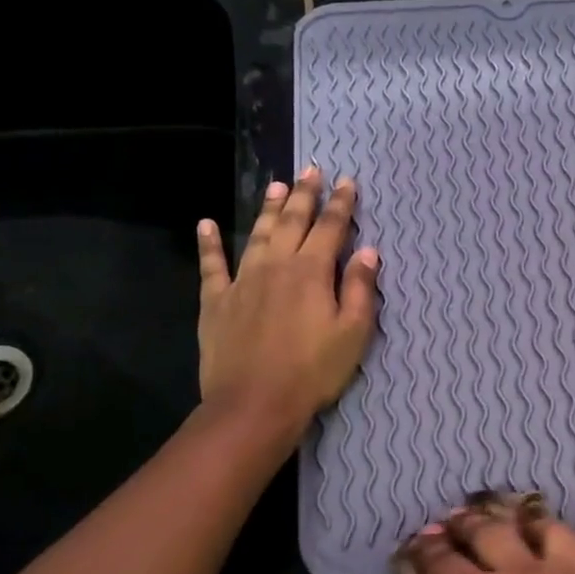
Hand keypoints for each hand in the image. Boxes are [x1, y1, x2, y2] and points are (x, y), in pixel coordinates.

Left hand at [195, 167, 379, 440]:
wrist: (255, 404)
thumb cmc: (313, 371)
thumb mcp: (353, 333)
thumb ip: (361, 289)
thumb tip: (369, 251)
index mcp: (312, 272)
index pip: (331, 228)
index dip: (341, 204)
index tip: (347, 182)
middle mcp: (276, 265)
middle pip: (293, 222)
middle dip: (305, 194)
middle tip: (311, 169)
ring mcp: (243, 281)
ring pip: (257, 234)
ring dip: (268, 209)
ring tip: (276, 186)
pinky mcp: (216, 301)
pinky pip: (212, 265)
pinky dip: (209, 244)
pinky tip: (205, 224)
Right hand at [393, 497, 574, 573]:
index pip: (440, 559)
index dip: (424, 550)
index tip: (418, 546)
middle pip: (488, 529)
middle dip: (465, 523)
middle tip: (455, 524)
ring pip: (542, 526)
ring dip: (519, 522)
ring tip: (510, 526)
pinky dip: (554, 554)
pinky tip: (550, 571)